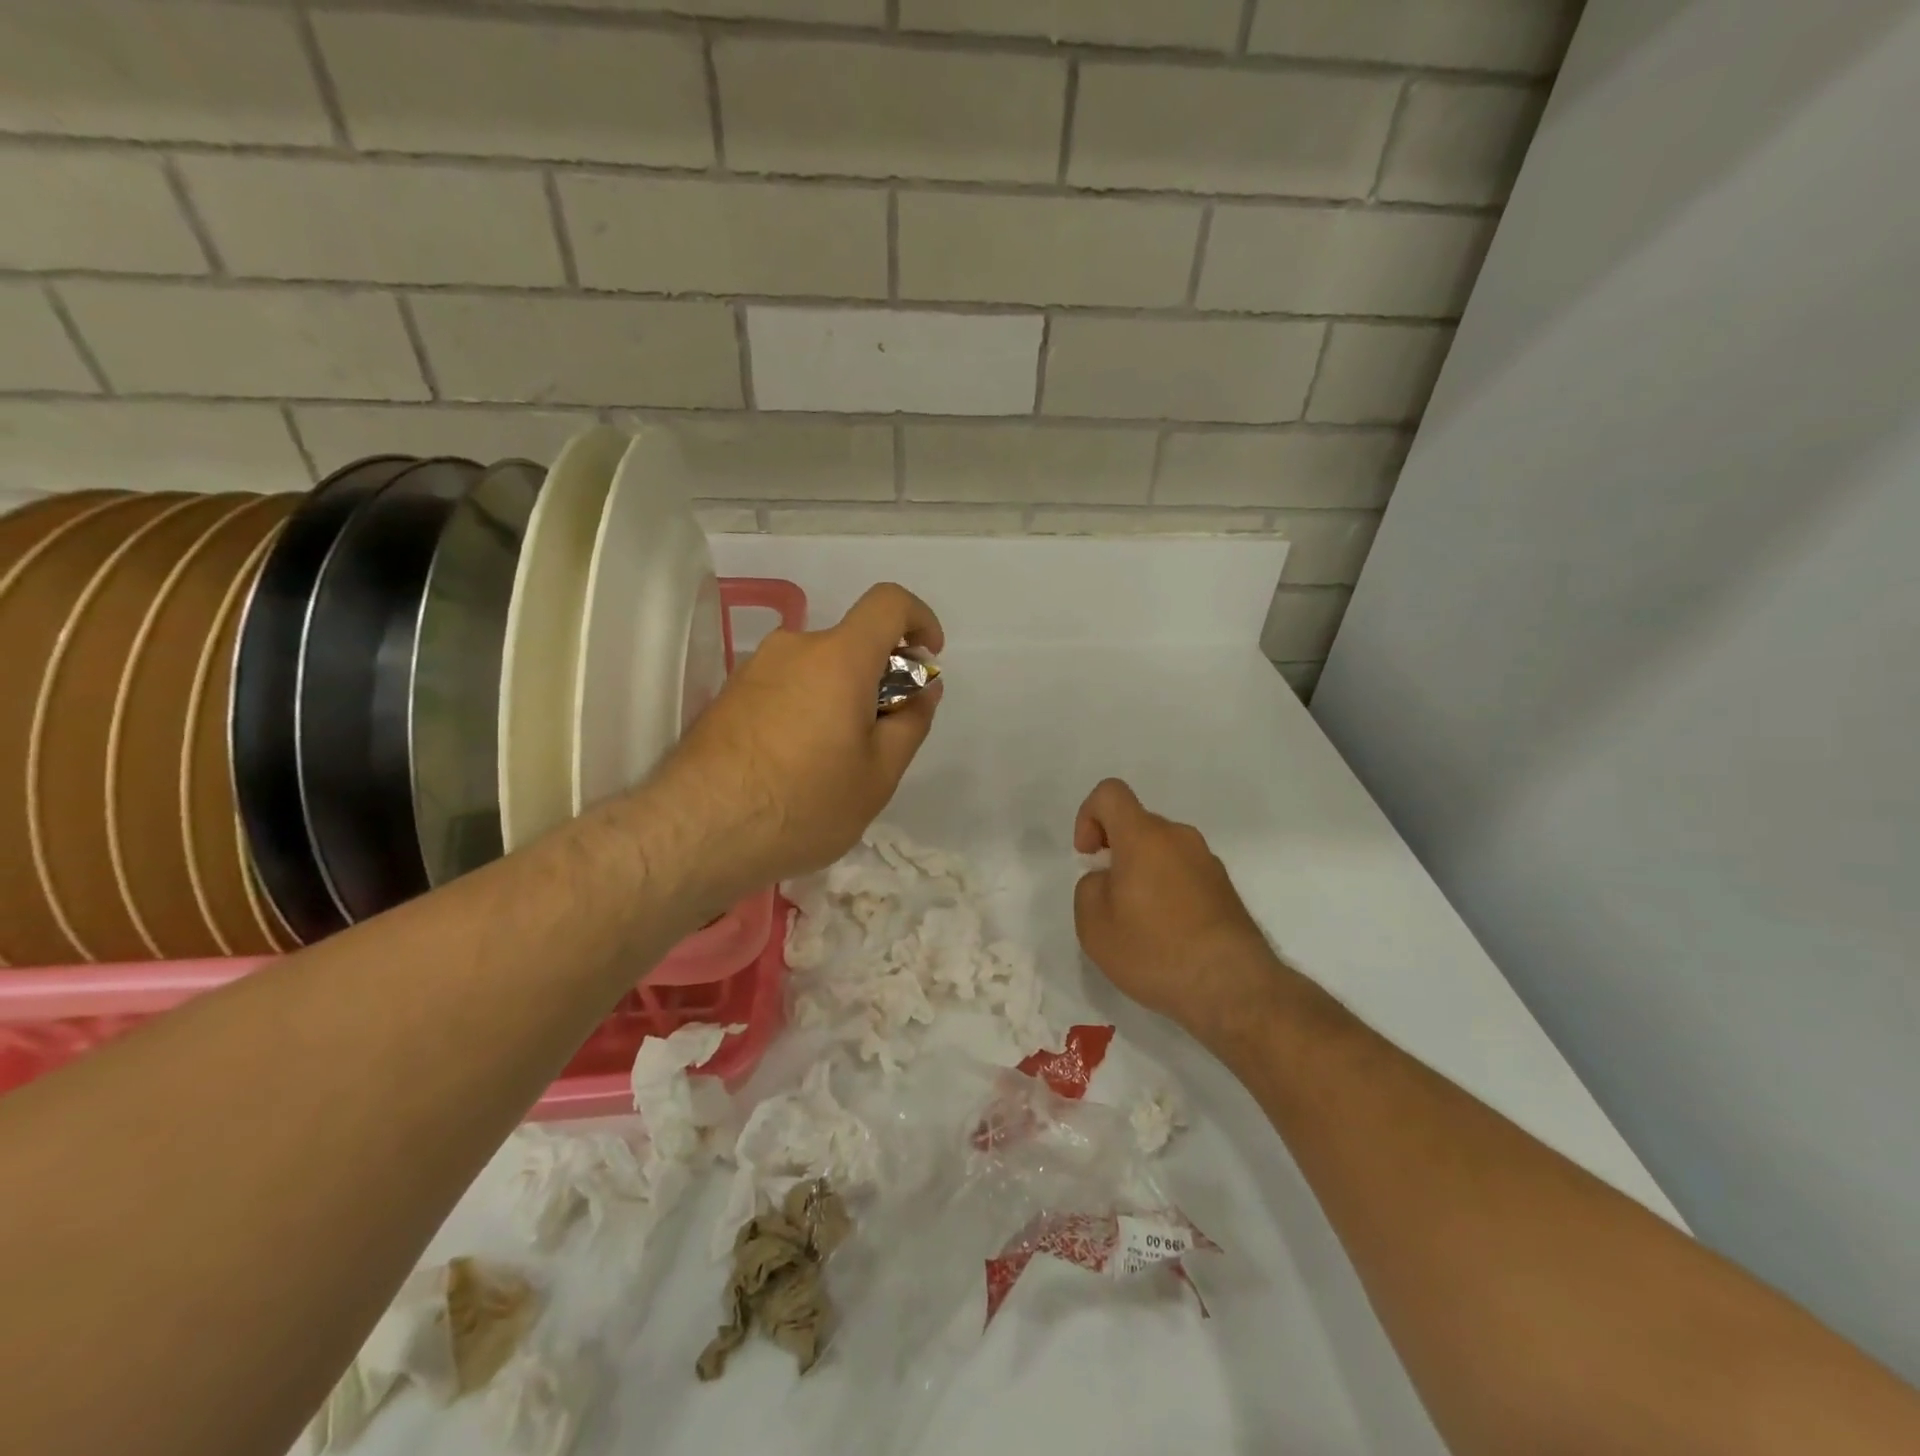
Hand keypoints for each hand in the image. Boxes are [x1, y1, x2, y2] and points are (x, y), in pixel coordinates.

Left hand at [650, 583, 943, 904]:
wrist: (696, 832)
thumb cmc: (803, 804)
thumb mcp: (878, 775)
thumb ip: (910, 722)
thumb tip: (923, 689)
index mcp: (839, 658)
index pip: (889, 604)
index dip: (919, 620)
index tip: (926, 658)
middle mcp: (792, 648)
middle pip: (851, 644)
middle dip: (878, 678)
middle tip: (880, 739)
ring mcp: (752, 670)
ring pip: (816, 669)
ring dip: (839, 698)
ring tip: (834, 763)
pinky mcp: (727, 696)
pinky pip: (784, 687)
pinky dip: (805, 709)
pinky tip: (795, 766)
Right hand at [1073, 779, 1275, 1043]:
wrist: (1233, 988)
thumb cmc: (1154, 950)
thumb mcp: (1093, 924)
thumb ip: (1089, 888)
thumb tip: (1108, 880)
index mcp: (1144, 836)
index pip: (1110, 793)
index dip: (1089, 816)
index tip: (1089, 856)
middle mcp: (1179, 838)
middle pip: (1137, 825)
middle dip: (1116, 852)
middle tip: (1110, 901)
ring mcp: (1208, 862)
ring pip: (1162, 851)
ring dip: (1143, 874)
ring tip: (1139, 924)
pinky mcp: (1225, 889)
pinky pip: (1184, 875)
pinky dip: (1168, 892)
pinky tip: (1168, 936)